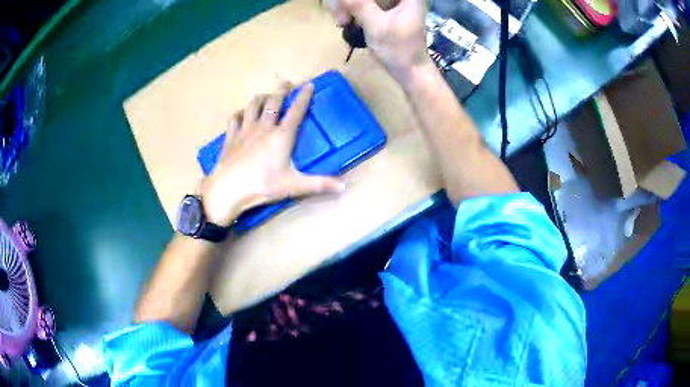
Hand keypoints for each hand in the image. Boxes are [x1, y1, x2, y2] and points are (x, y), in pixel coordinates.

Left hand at [200, 83, 344, 225]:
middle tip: (286, 83)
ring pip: (253, 105)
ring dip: (261, 98)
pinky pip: (234, 118)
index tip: (309, 84)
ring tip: (265, 96)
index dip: (304, 96)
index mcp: (282, 136)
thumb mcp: (293, 186)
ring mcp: (245, 130)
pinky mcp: (230, 137)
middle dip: (281, 91)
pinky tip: (241, 114)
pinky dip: (240, 113)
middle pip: (274, 102)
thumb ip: (319, 184)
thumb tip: (344, 187)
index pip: (296, 111)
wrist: (227, 189)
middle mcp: (264, 127)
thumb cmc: (262, 186)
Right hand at [328, 0, 430, 82]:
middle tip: (341, 17)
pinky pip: (361, 4)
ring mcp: (389, 2)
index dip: (354, 0)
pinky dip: (351, 11)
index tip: (343, 5)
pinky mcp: (382, 9)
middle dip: (347, 2)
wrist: (409, 70)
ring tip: (342, 22)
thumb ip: (359, 5)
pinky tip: (346, 22)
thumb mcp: (377, 25)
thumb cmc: (399, 49)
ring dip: (346, 6)